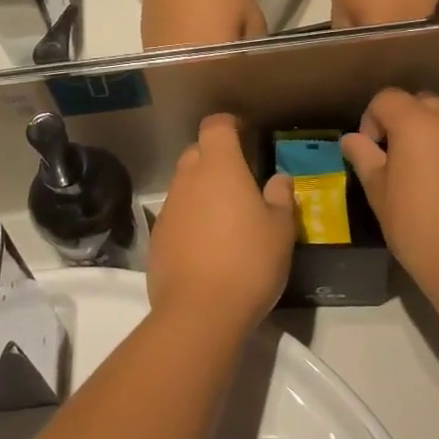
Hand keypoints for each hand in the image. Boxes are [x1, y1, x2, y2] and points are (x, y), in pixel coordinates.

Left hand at [150, 114, 295, 332]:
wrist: (198, 314)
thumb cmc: (248, 261)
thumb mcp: (281, 229)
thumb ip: (281, 197)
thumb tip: (279, 179)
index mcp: (220, 167)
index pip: (215, 126)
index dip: (229, 125)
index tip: (245, 136)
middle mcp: (188, 179)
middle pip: (197, 152)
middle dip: (215, 158)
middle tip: (240, 181)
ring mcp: (168, 208)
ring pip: (184, 184)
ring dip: (202, 191)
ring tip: (226, 218)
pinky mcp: (157, 238)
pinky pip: (176, 215)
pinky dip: (190, 219)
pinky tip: (207, 246)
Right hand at [340, 89, 438, 298]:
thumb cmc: (417, 227)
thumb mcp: (379, 193)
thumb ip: (364, 156)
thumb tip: (352, 139)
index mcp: (417, 123)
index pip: (387, 98)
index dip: (372, 119)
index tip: (373, 150)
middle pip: (423, 104)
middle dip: (406, 122)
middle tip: (400, 159)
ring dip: (436, 138)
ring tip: (431, 176)